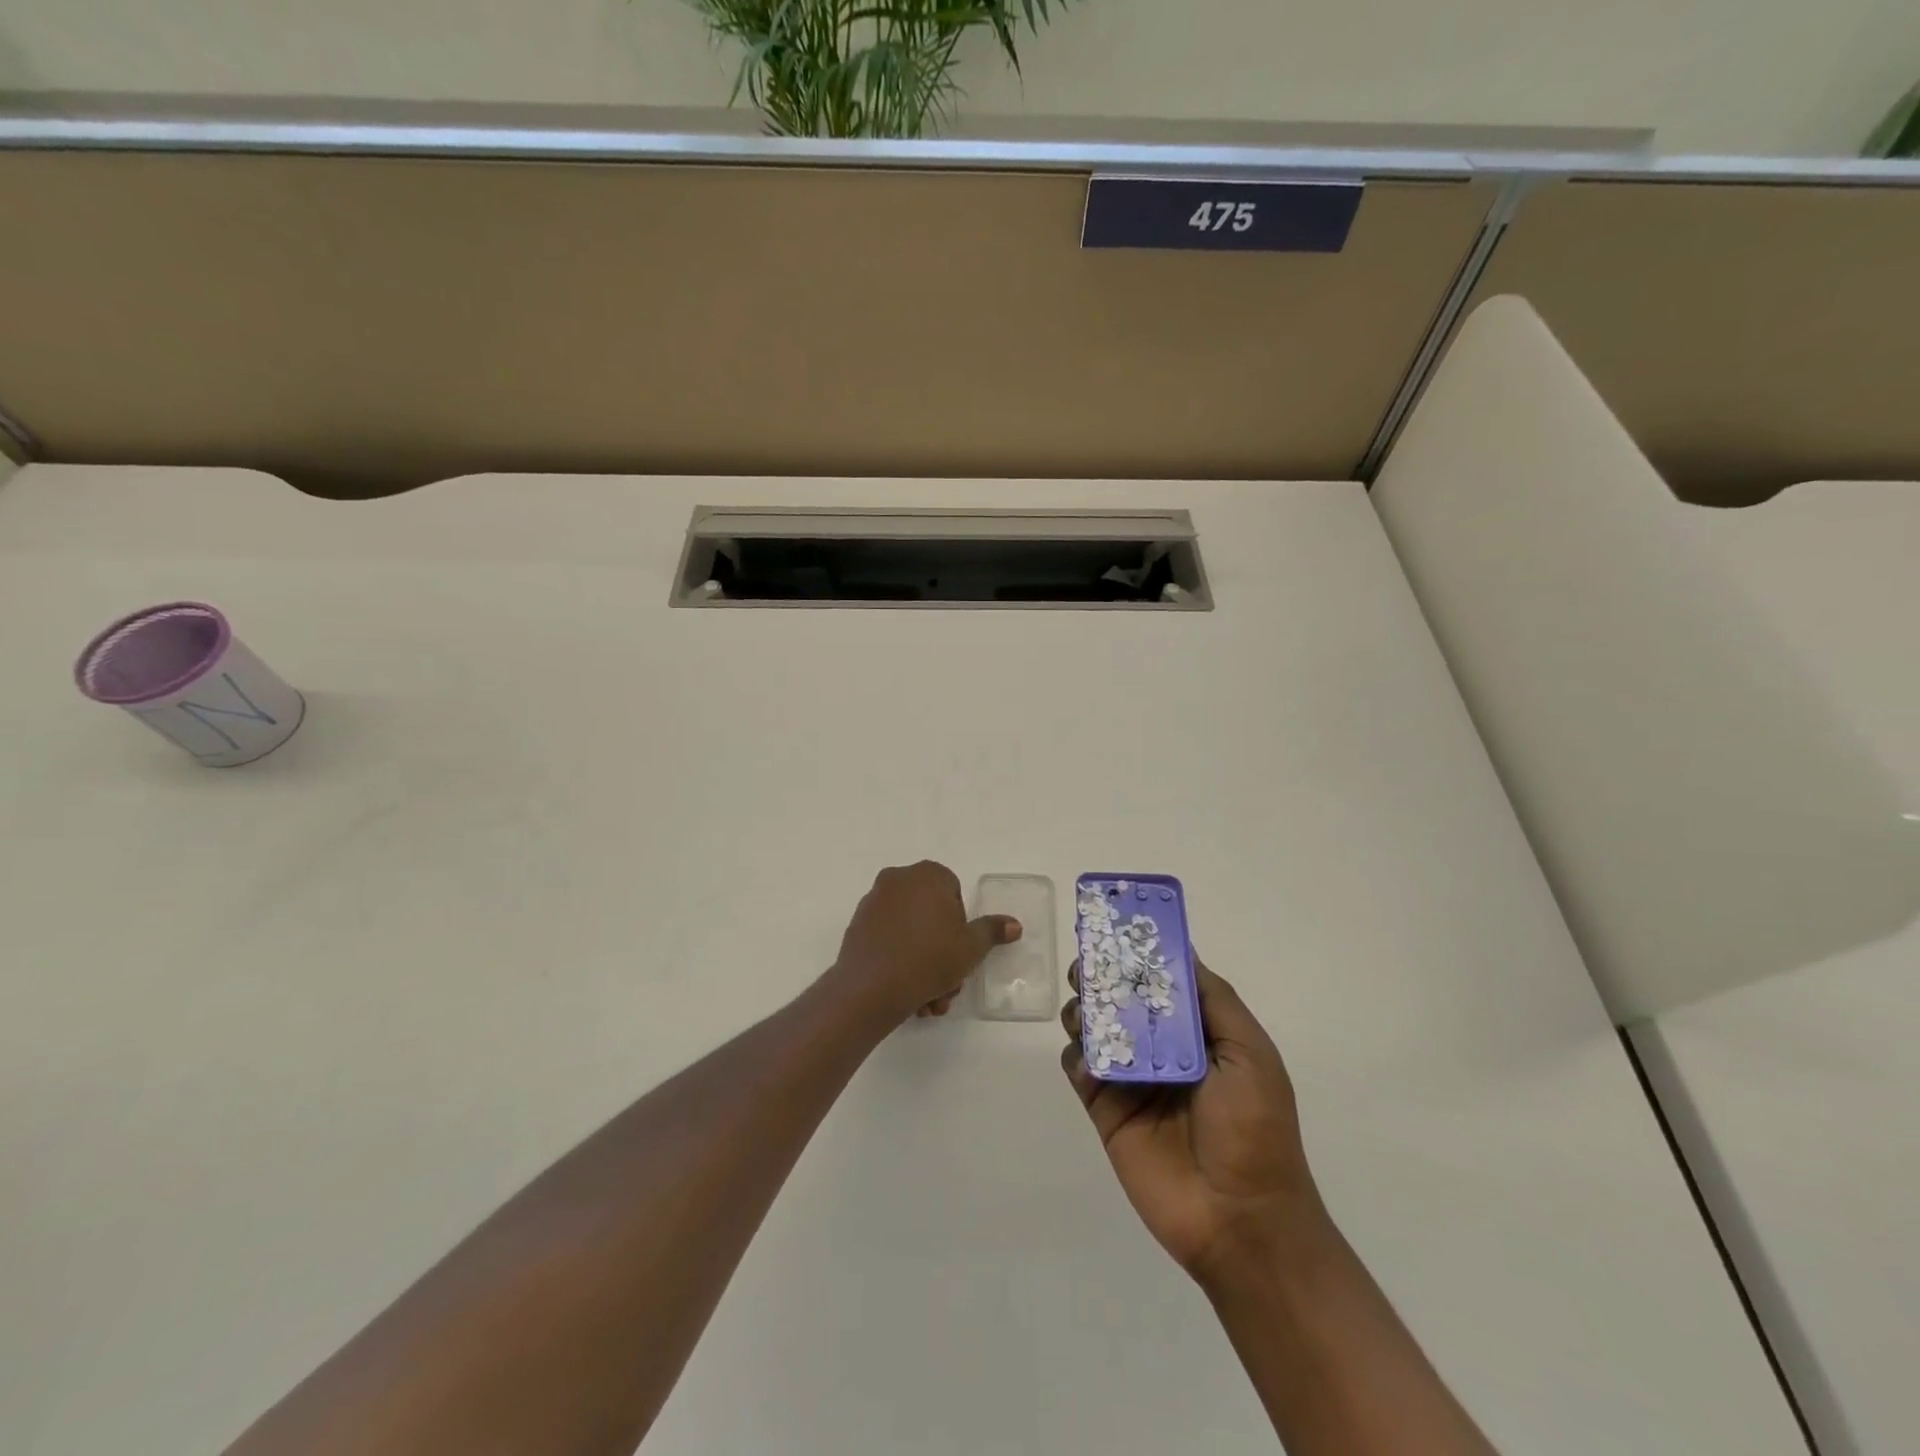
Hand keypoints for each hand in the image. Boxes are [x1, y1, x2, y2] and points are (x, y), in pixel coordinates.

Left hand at [829, 861, 1020, 1023]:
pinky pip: (888, 940)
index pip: (954, 894)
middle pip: (931, 916)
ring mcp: (874, 901)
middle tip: (947, 985)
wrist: (871, 987)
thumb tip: (1014, 924)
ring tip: (929, 1000)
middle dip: (942, 953)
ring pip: (910, 933)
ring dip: (924, 965)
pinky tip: (908, 994)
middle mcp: (898, 879)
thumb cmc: (930, 958)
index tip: (960, 951)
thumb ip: (992, 931)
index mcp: (928, 875)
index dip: (960, 926)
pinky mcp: (857, 926)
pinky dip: (900, 962)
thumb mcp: (971, 947)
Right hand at [1061, 959, 1326, 1285]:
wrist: (1240, 1220)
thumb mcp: (1250, 1053)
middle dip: (1101, 977)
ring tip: (1082, 1010)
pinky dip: (1076, 1057)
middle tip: (1086, 968)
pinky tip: (1086, 1060)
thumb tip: (1181, 950)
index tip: (1115, 930)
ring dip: (1083, 1011)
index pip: (1160, 981)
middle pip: (1120, 999)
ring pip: (1094, 1028)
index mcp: (1197, 1032)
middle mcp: (1160, 1048)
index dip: (1138, 954)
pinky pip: (1080, 1070)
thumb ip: (1214, 1000)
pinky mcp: (1106, 1109)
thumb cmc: (1255, 1128)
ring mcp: (1131, 1079)